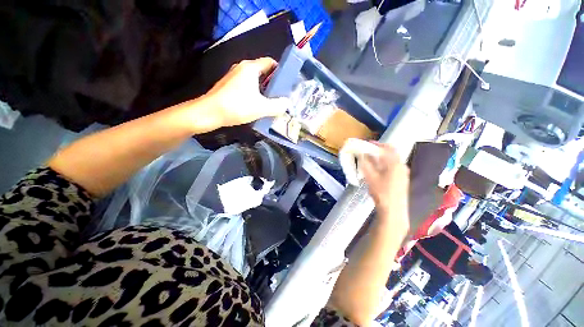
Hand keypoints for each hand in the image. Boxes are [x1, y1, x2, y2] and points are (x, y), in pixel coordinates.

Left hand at [205, 57, 290, 126]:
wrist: (209, 113)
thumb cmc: (237, 106)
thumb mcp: (262, 108)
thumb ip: (277, 106)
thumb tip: (286, 103)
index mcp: (251, 68)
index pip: (270, 62)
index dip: (280, 70)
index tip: (287, 83)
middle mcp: (242, 68)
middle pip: (262, 72)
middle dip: (273, 83)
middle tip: (280, 96)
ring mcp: (233, 77)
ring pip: (254, 80)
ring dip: (263, 90)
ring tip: (271, 103)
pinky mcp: (228, 86)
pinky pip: (246, 87)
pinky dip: (254, 94)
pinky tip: (256, 106)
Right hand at [361, 142, 409, 232]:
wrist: (393, 210)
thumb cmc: (381, 192)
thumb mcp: (370, 177)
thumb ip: (366, 164)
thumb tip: (361, 154)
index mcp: (395, 163)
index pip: (388, 148)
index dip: (377, 144)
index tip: (368, 143)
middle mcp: (402, 166)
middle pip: (391, 154)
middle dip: (379, 151)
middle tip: (368, 152)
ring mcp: (403, 173)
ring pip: (392, 161)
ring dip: (381, 159)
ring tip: (370, 161)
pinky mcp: (402, 180)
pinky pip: (393, 167)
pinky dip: (384, 165)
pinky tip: (377, 170)